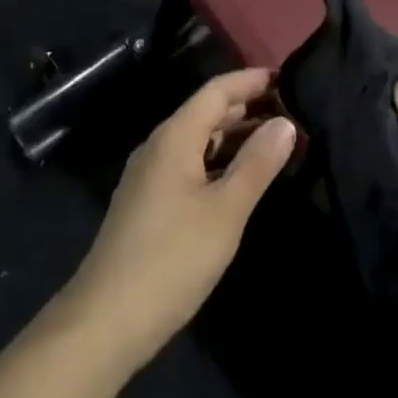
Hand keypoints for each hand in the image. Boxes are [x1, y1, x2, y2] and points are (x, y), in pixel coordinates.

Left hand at [62, 69, 295, 370]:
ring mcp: (150, 175)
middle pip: (207, 111)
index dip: (252, 80)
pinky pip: (190, 163)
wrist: (106, 320)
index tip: (289, 77)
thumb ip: (257, 164)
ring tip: (276, 141)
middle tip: (292, 110)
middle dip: (248, 106)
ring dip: (235, 136)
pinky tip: (241, 178)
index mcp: (175, 136)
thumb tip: (286, 123)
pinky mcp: (148, 202)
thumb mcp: (225, 211)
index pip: (217, 90)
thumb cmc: (172, 258)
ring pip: (198, 139)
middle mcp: (159, 145)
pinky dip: (219, 160)